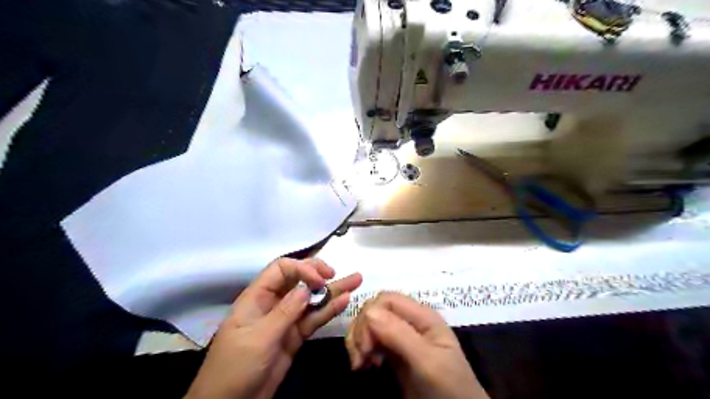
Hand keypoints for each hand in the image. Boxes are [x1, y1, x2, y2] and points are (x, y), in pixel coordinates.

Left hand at [183, 259, 361, 398]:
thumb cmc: (235, 367)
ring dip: (332, 290)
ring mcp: (287, 319)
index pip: (281, 269)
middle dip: (318, 273)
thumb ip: (284, 312)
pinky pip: (314, 318)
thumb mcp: (258, 338)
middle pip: (298, 279)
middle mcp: (274, 303)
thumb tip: (307, 288)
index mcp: (258, 296)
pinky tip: (344, 301)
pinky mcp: (296, 335)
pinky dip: (329, 310)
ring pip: (311, 299)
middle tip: (335, 273)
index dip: (302, 268)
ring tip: (356, 280)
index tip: (320, 280)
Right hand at [347, 291, 491, 397]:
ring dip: (357, 340)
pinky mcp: (392, 352)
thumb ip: (399, 335)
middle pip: (374, 309)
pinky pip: (369, 340)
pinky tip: (363, 365)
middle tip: (361, 360)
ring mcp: (400, 336)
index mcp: (422, 315)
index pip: (386, 299)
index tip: (365, 347)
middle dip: (361, 330)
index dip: (370, 316)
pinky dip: (359, 349)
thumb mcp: (427, 361)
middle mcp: (409, 320)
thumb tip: (368, 311)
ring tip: (360, 364)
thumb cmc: (448, 387)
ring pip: (369, 323)